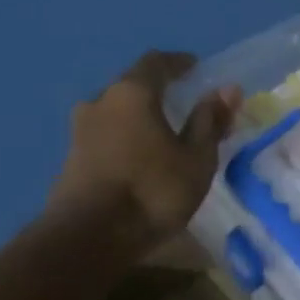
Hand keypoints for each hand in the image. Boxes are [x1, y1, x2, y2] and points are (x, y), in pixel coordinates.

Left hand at [48, 51, 239, 253]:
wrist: (89, 237)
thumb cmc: (152, 192)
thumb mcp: (195, 160)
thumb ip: (210, 122)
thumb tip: (228, 89)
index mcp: (132, 93)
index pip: (156, 62)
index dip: (178, 63)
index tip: (194, 68)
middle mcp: (100, 101)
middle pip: (131, 86)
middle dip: (157, 92)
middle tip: (181, 105)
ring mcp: (79, 130)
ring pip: (115, 113)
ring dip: (137, 118)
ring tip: (160, 135)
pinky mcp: (71, 159)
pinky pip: (104, 137)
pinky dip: (124, 139)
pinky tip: (137, 159)